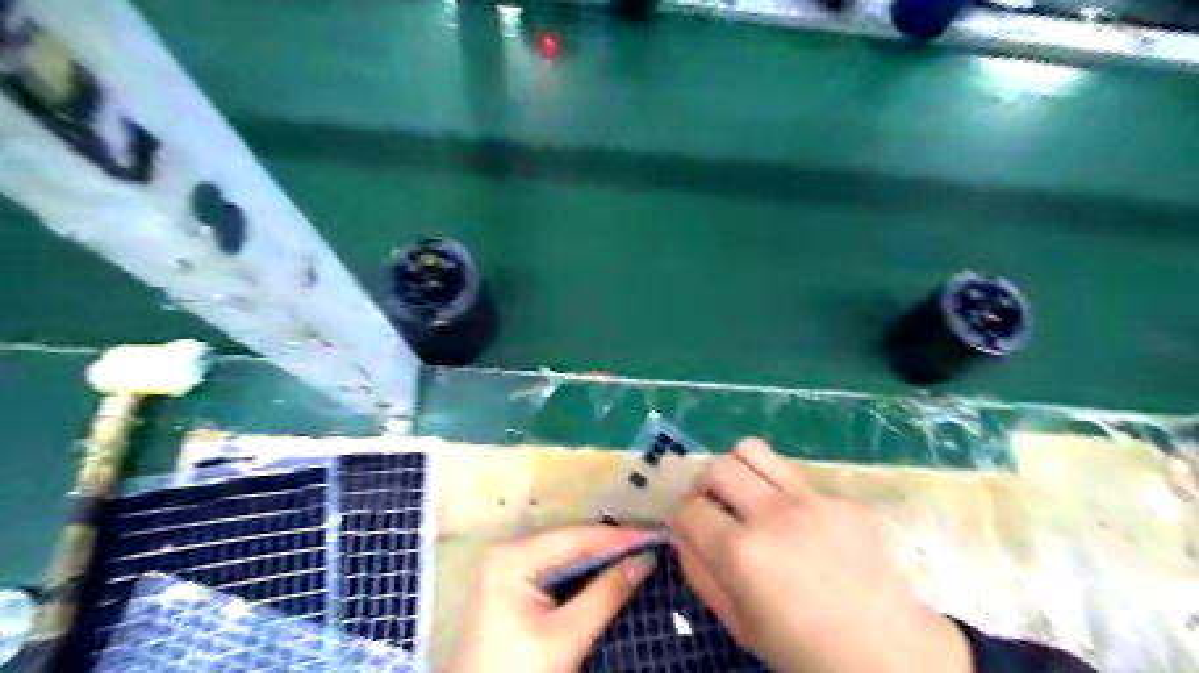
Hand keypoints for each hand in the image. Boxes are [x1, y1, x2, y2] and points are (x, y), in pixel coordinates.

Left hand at [450, 527, 653, 672]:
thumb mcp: (567, 637)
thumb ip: (605, 595)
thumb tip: (644, 560)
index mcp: (514, 557)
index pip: (577, 537)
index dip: (619, 536)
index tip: (656, 536)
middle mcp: (510, 551)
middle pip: (571, 540)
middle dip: (612, 544)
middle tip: (652, 544)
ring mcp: (510, 566)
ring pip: (567, 553)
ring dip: (602, 555)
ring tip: (640, 551)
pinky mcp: (515, 584)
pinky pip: (558, 568)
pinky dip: (586, 570)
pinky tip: (611, 570)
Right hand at [670, 440, 968, 671]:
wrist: (889, 654)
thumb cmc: (803, 649)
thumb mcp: (739, 624)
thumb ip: (700, 573)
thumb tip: (683, 533)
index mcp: (742, 553)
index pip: (689, 508)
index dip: (681, 517)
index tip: (688, 526)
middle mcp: (772, 513)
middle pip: (717, 468)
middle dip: (701, 484)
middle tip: (709, 504)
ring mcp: (811, 499)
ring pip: (753, 450)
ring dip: (736, 469)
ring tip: (743, 493)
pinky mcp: (840, 497)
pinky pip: (794, 476)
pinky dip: (779, 491)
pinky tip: (796, 522)